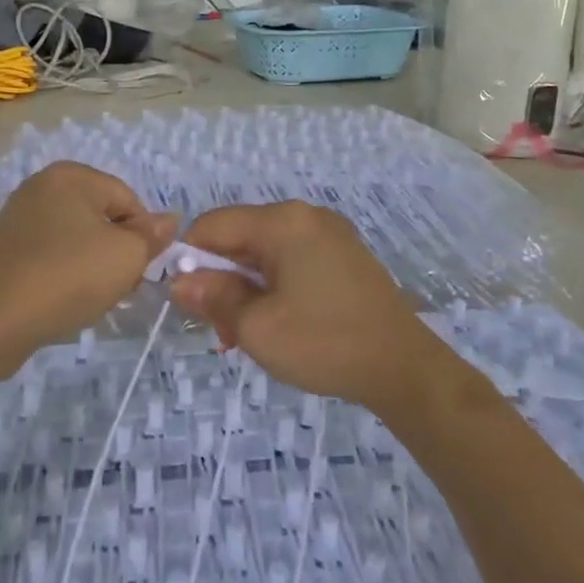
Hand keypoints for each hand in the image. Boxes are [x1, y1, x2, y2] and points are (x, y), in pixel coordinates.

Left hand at [0, 162, 175, 376]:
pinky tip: (64, 300)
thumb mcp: (126, 256)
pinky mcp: (5, 249)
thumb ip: (152, 236)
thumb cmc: (66, 277)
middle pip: (102, 217)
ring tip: (90, 298)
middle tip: (119, 288)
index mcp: (71, 176)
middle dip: (118, 252)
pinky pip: (51, 255)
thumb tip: (169, 220)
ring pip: (77, 239)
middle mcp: (42, 186)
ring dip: (93, 266)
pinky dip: (64, 274)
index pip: (129, 200)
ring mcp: (19, 217)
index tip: (138, 271)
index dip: (142, 237)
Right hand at [169, 202, 456, 419]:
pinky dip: (275, 287)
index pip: (213, 224)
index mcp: (283, 222)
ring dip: (248, 289)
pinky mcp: (345, 255)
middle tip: (223, 331)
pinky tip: (279, 323)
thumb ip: (213, 297)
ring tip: (249, 335)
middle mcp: (306, 216)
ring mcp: (330, 234)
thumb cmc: (324, 343)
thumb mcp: (257, 327)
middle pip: (241, 237)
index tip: (188, 302)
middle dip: (222, 280)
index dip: (190, 259)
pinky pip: (293, 260)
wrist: (404, 367)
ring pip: (266, 253)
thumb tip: (179, 281)